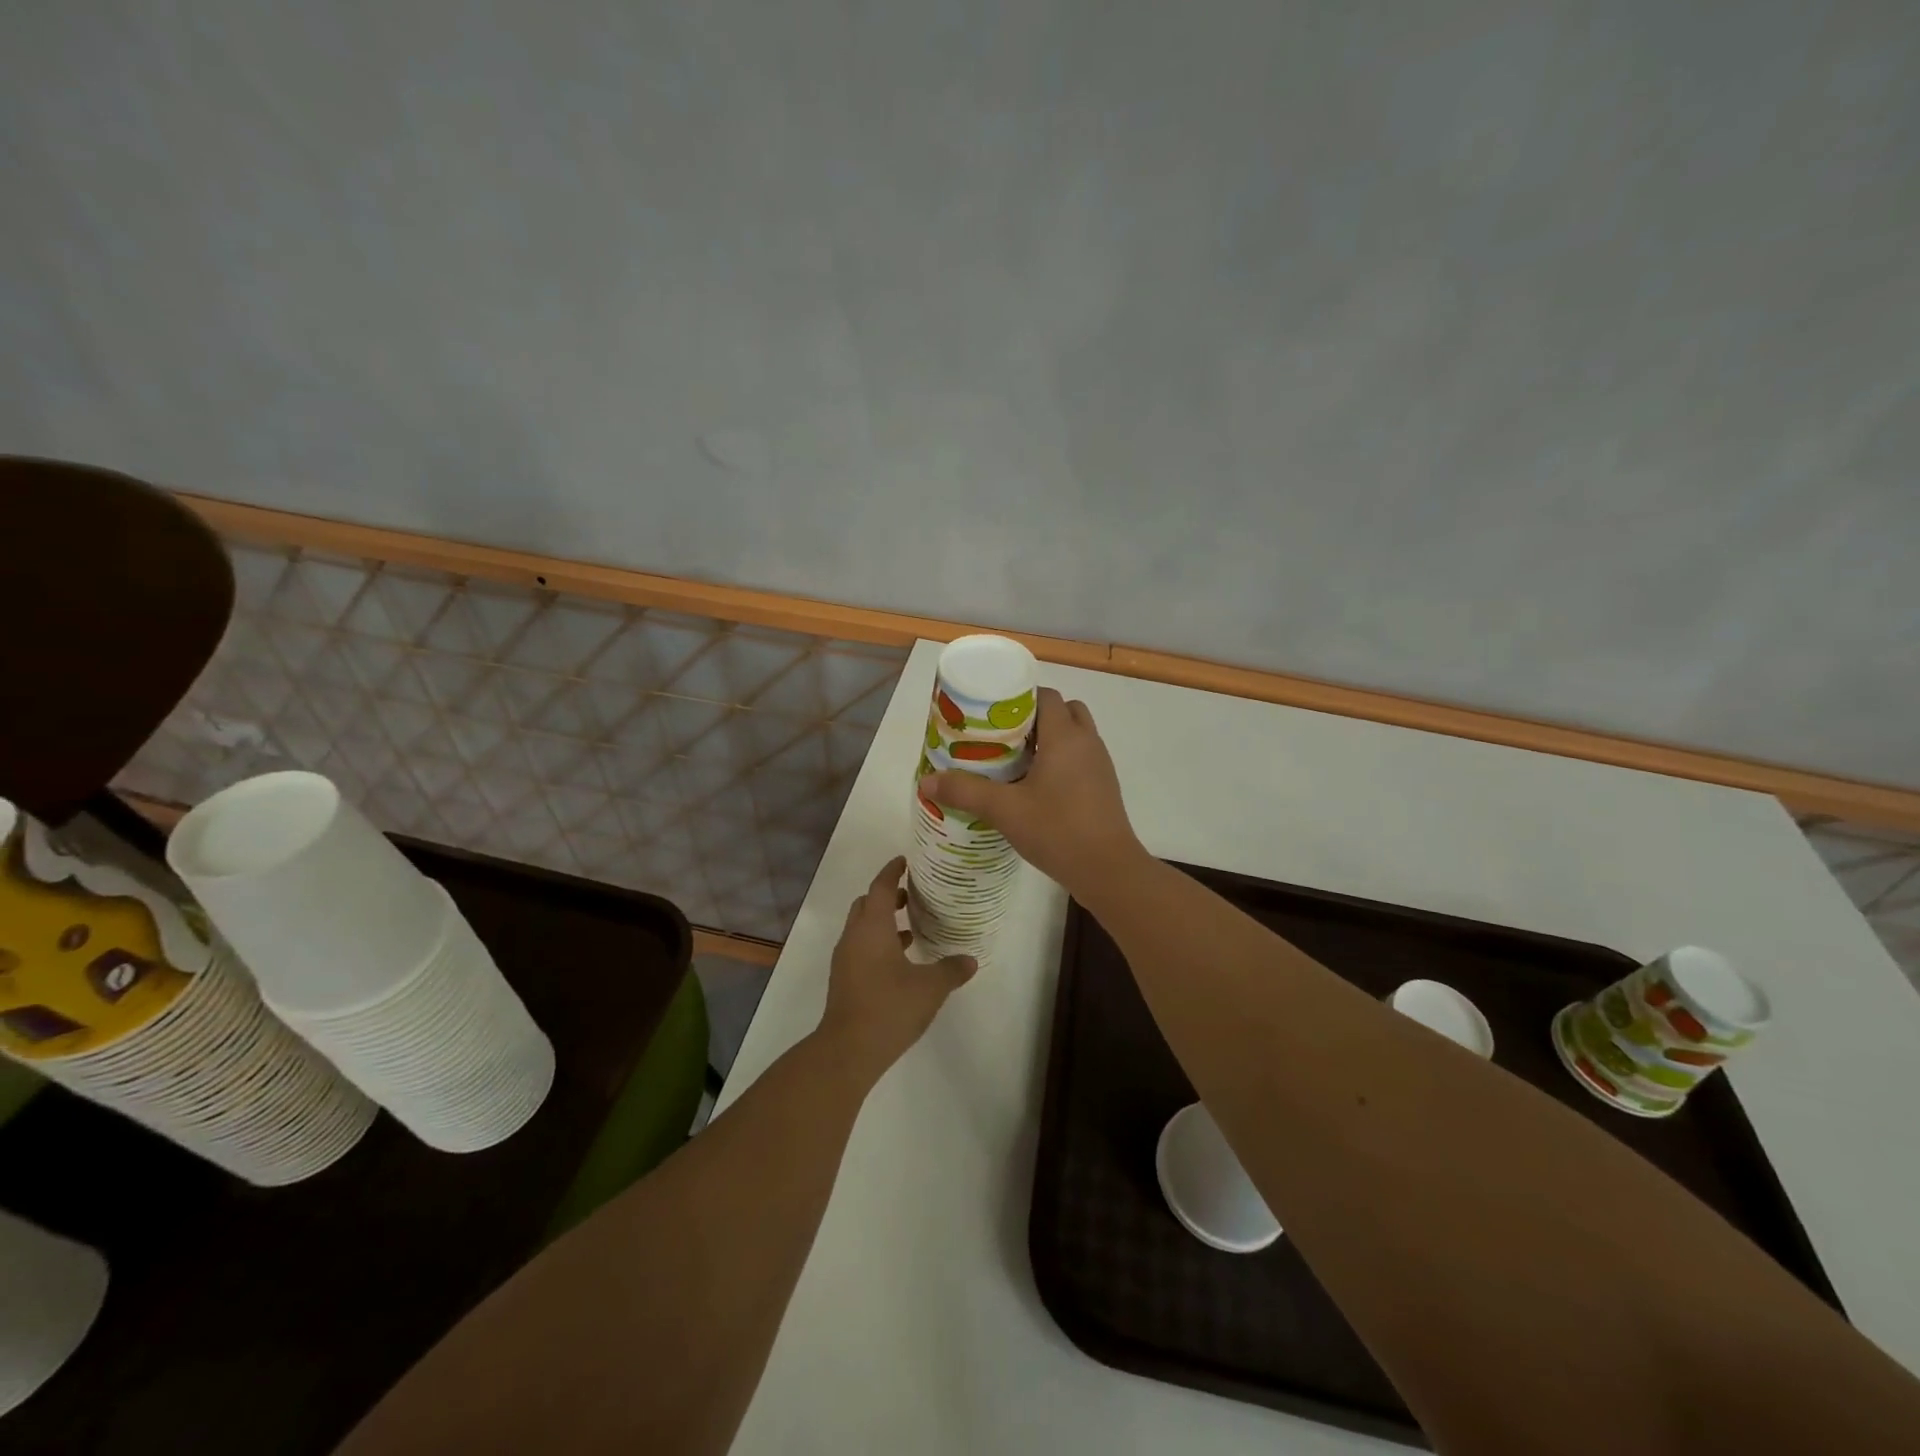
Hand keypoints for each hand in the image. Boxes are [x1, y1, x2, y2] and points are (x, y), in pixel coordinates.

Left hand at [819, 856, 976, 1082]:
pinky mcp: (844, 979)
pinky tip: (900, 961)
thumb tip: (970, 960)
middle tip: (910, 894)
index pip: (880, 887)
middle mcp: (854, 937)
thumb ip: (951, 970)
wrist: (848, 1050)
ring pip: (862, 927)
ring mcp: (845, 959)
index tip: (905, 861)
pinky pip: (861, 947)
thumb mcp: (930, 988)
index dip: (892, 871)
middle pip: (866, 904)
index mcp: (872, 928)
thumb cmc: (890, 1007)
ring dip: (882, 922)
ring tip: (910, 928)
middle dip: (886, 895)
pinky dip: (878, 943)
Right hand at [919, 687, 1143, 897]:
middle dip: (1033, 717)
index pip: (1046, 695)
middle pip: (1063, 710)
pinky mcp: (1104, 787)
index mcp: (1065, 736)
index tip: (991, 712)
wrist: (1108, 870)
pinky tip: (1035, 786)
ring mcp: (1100, 765)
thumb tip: (926, 782)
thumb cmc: (1058, 830)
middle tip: (1001, 736)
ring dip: (1047, 740)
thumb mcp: (1005, 810)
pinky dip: (1060, 761)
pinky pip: (1080, 758)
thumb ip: (965, 792)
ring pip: (1074, 736)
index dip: (1019, 697)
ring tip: (1014, 760)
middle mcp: (1087, 742)